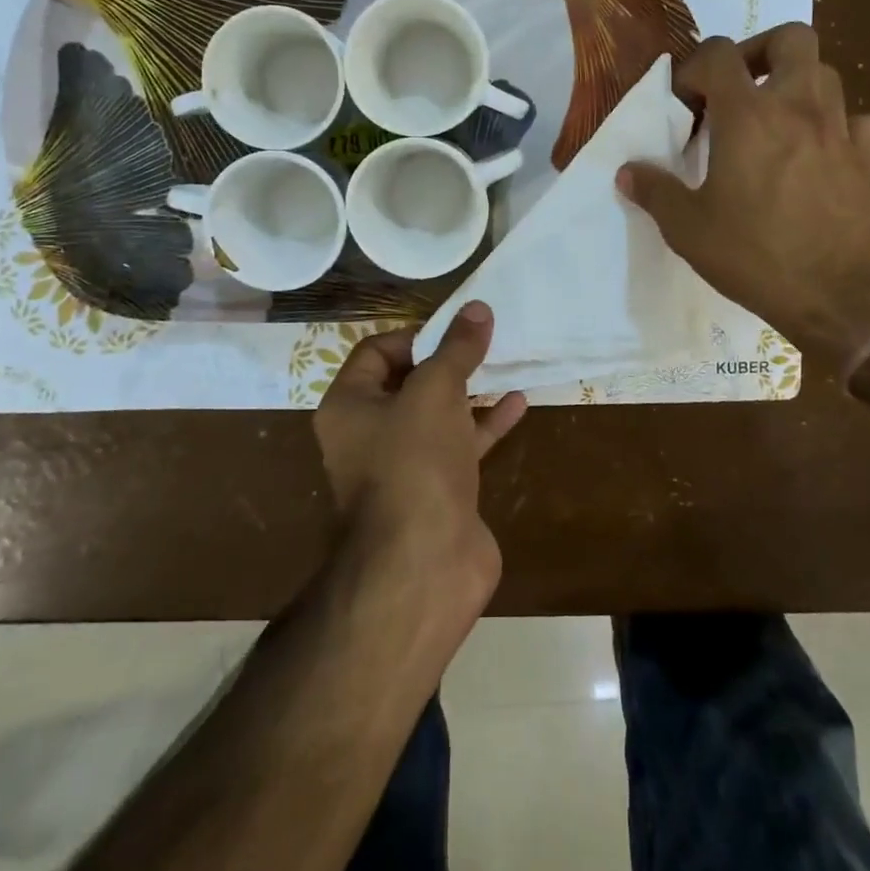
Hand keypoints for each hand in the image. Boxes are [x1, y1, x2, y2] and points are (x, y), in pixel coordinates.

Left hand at [313, 301, 526, 591]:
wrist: (425, 563)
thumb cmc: (414, 462)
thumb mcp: (435, 390)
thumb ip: (457, 348)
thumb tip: (477, 308)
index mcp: (350, 406)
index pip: (376, 352)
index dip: (415, 335)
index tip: (456, 330)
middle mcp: (370, 434)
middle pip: (409, 382)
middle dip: (447, 361)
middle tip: (485, 341)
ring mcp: (405, 465)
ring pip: (438, 414)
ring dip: (470, 390)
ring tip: (506, 363)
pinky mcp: (438, 490)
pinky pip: (462, 445)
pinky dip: (487, 423)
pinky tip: (519, 402)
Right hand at [618, 24, 869, 360]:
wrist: (836, 296)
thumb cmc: (754, 255)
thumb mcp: (687, 228)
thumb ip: (655, 191)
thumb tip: (627, 172)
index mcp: (748, 116)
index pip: (719, 54)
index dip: (695, 68)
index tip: (685, 105)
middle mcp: (797, 107)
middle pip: (790, 38)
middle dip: (759, 50)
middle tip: (738, 86)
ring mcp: (838, 130)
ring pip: (825, 73)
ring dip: (796, 83)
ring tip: (773, 118)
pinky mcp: (865, 159)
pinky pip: (857, 120)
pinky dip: (838, 124)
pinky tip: (820, 148)